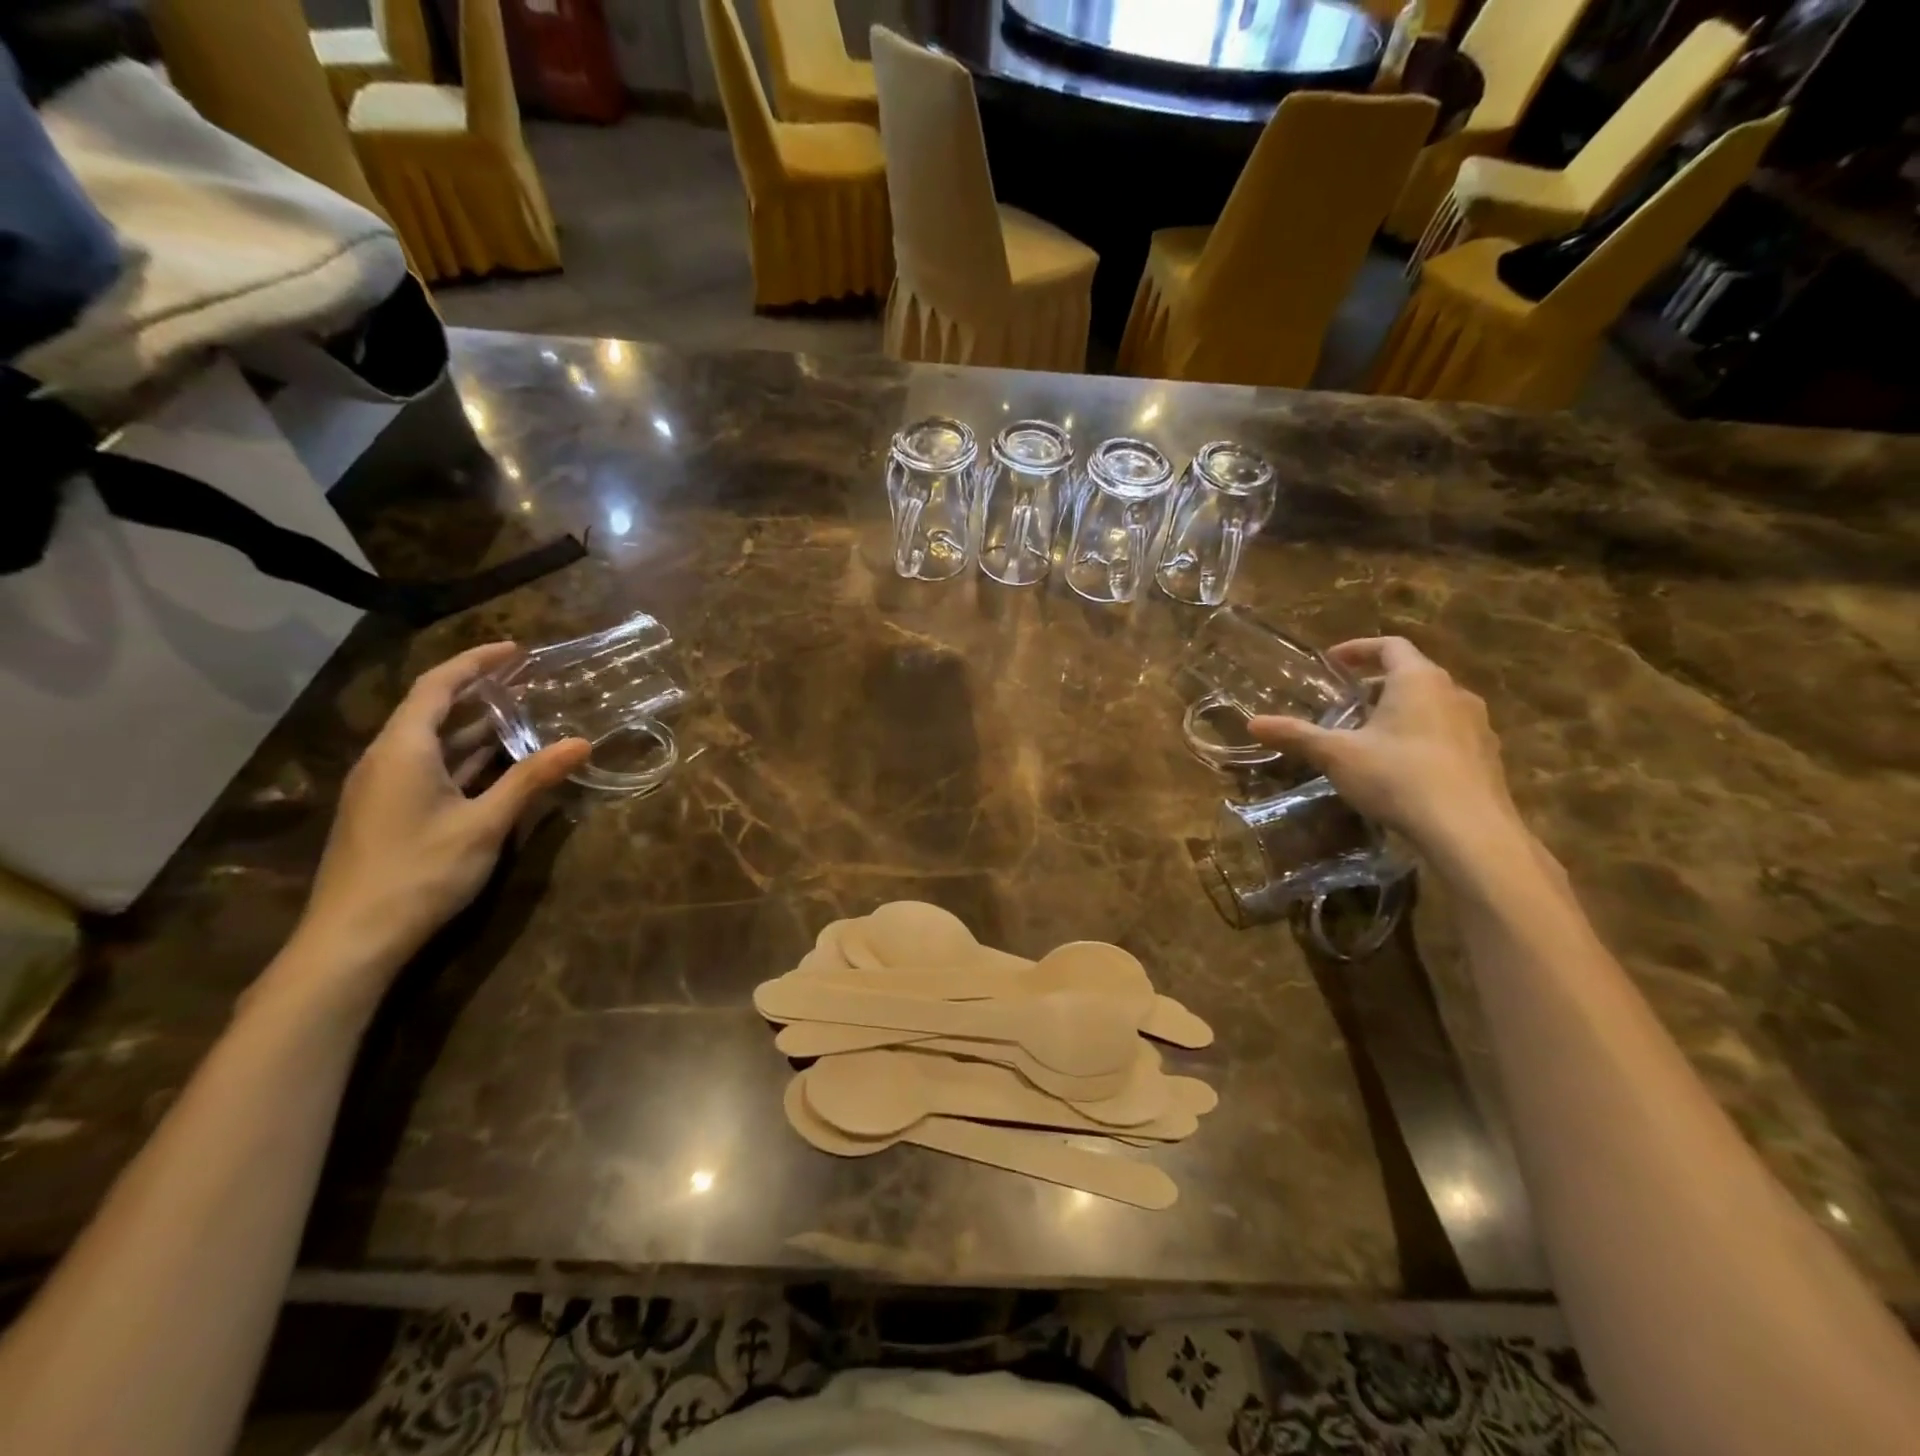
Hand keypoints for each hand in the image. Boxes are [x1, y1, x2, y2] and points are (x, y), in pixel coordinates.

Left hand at [292, 644, 589, 985]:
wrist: (353, 939)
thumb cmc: (421, 871)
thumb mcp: (486, 823)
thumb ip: (532, 779)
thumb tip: (582, 743)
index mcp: (402, 750)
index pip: (437, 686)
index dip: (476, 663)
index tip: (517, 650)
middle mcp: (386, 759)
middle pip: (432, 709)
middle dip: (479, 690)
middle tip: (527, 678)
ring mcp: (383, 788)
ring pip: (432, 742)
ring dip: (474, 726)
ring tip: (521, 713)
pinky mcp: (388, 813)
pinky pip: (429, 767)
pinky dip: (464, 757)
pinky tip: (496, 764)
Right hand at [1248, 637, 1521, 854]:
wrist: (1469, 831)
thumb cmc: (1398, 777)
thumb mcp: (1337, 755)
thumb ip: (1296, 735)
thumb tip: (1253, 723)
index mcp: (1418, 680)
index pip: (1390, 646)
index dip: (1358, 649)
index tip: (1333, 662)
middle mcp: (1454, 693)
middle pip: (1412, 675)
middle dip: (1376, 685)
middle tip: (1346, 704)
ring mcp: (1477, 725)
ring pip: (1433, 705)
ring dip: (1402, 712)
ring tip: (1371, 737)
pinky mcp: (1487, 758)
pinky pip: (1449, 734)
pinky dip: (1422, 737)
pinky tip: (1402, 768)